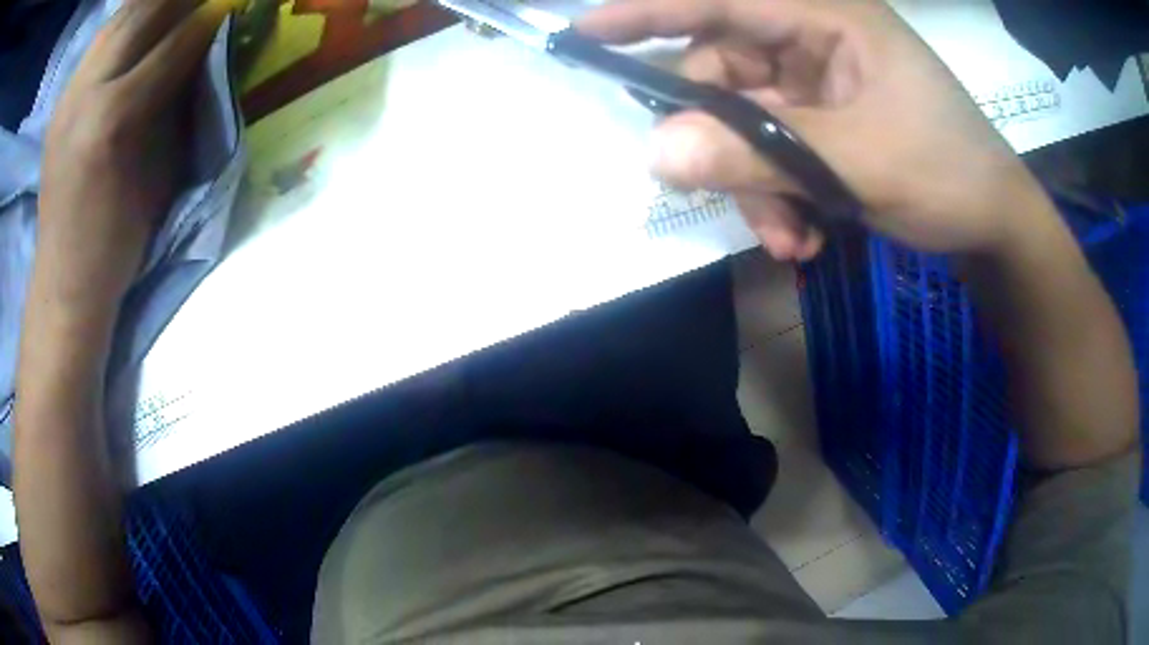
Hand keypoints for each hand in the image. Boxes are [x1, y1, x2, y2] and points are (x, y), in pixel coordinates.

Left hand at [36, 0, 235, 308]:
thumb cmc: (118, 240)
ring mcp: (68, 95)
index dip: (209, 16)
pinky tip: (141, 25)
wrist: (64, 280)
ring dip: (153, 3)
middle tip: (205, 0)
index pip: (172, 42)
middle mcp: (85, 94)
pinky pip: (100, 40)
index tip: (232, 5)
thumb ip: (177, 104)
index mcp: (113, 119)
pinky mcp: (61, 100)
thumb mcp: (159, 173)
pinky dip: (126, 21)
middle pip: (142, 12)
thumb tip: (203, 53)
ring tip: (175, 5)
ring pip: (119, 18)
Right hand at [579, 0, 1051, 260]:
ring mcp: (818, 85)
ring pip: (745, 124)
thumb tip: (655, 152)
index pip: (721, 0)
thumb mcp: (855, 162)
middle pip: (725, 74)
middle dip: (724, 145)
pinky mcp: (824, 123)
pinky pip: (772, 151)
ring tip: (789, 239)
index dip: (650, 11)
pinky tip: (804, 236)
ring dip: (756, 186)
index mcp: (827, 19)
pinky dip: (777, 195)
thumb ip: (756, 153)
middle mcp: (814, 42)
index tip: (587, 33)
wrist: (992, 224)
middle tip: (736, 199)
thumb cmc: (946, 173)